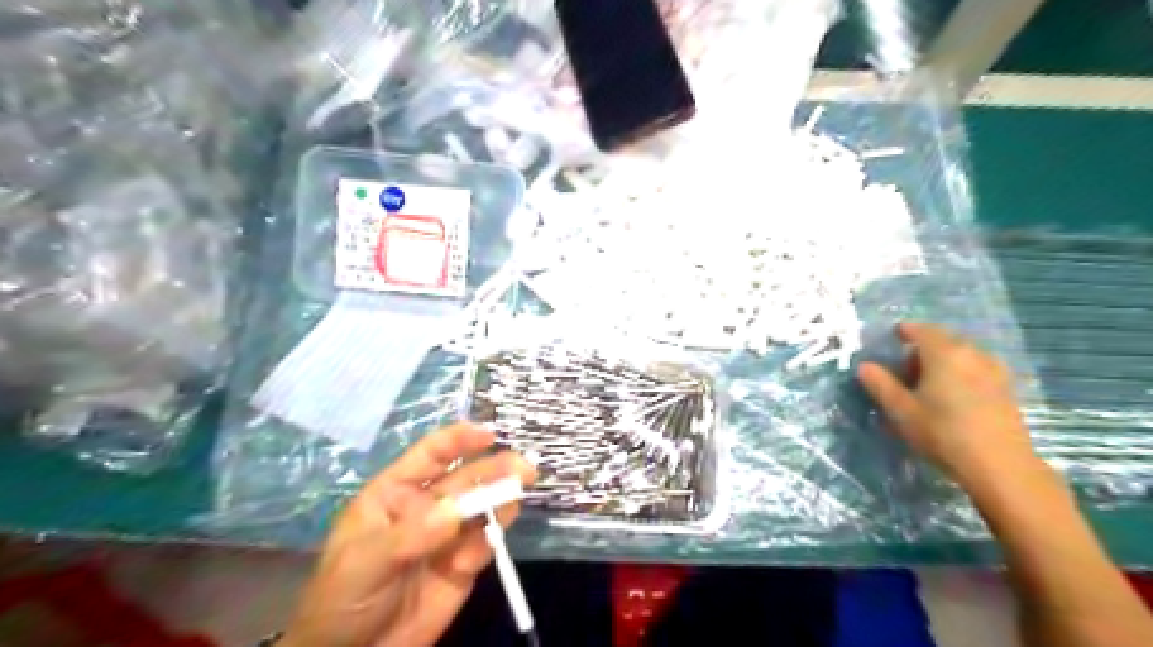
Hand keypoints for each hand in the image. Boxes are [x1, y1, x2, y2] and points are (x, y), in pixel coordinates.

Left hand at [281, 422, 533, 645]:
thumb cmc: (342, 599)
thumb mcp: (365, 563)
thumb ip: (410, 535)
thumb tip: (454, 511)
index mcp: (397, 493)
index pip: (431, 455)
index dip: (459, 440)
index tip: (489, 435)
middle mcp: (428, 506)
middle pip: (467, 478)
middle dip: (495, 469)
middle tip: (524, 469)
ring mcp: (448, 535)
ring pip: (483, 507)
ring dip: (503, 499)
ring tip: (517, 497)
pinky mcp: (464, 563)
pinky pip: (486, 543)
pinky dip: (490, 543)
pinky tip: (477, 557)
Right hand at [855, 320, 1034, 488]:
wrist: (1000, 466)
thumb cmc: (942, 432)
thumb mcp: (901, 410)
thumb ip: (881, 384)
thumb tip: (865, 366)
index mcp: (944, 353)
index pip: (921, 331)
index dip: (905, 331)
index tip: (892, 336)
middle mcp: (972, 354)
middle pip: (944, 341)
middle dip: (923, 349)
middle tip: (904, 368)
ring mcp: (994, 371)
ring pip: (963, 355)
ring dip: (943, 361)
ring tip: (928, 383)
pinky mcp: (1006, 390)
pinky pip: (977, 370)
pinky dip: (961, 373)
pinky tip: (952, 395)